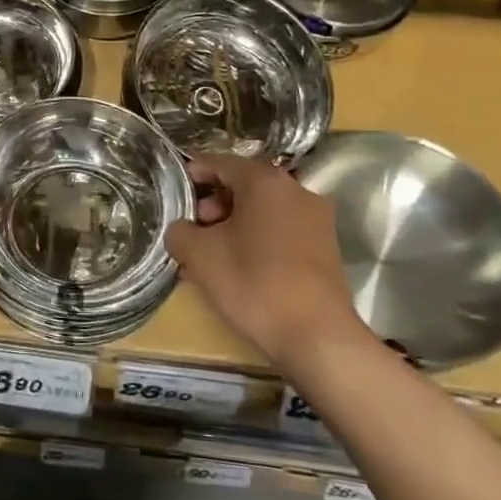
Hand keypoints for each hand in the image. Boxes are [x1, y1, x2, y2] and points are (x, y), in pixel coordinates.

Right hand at [166, 154, 370, 366]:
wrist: (317, 337)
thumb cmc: (254, 283)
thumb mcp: (200, 255)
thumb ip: (180, 231)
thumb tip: (181, 229)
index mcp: (265, 181)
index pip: (221, 162)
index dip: (194, 172)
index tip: (175, 190)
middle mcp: (296, 191)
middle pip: (245, 185)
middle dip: (214, 203)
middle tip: (194, 229)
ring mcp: (316, 220)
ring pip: (263, 210)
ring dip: (234, 224)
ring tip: (210, 254)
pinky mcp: (325, 248)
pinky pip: (281, 231)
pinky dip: (256, 239)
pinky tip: (237, 268)